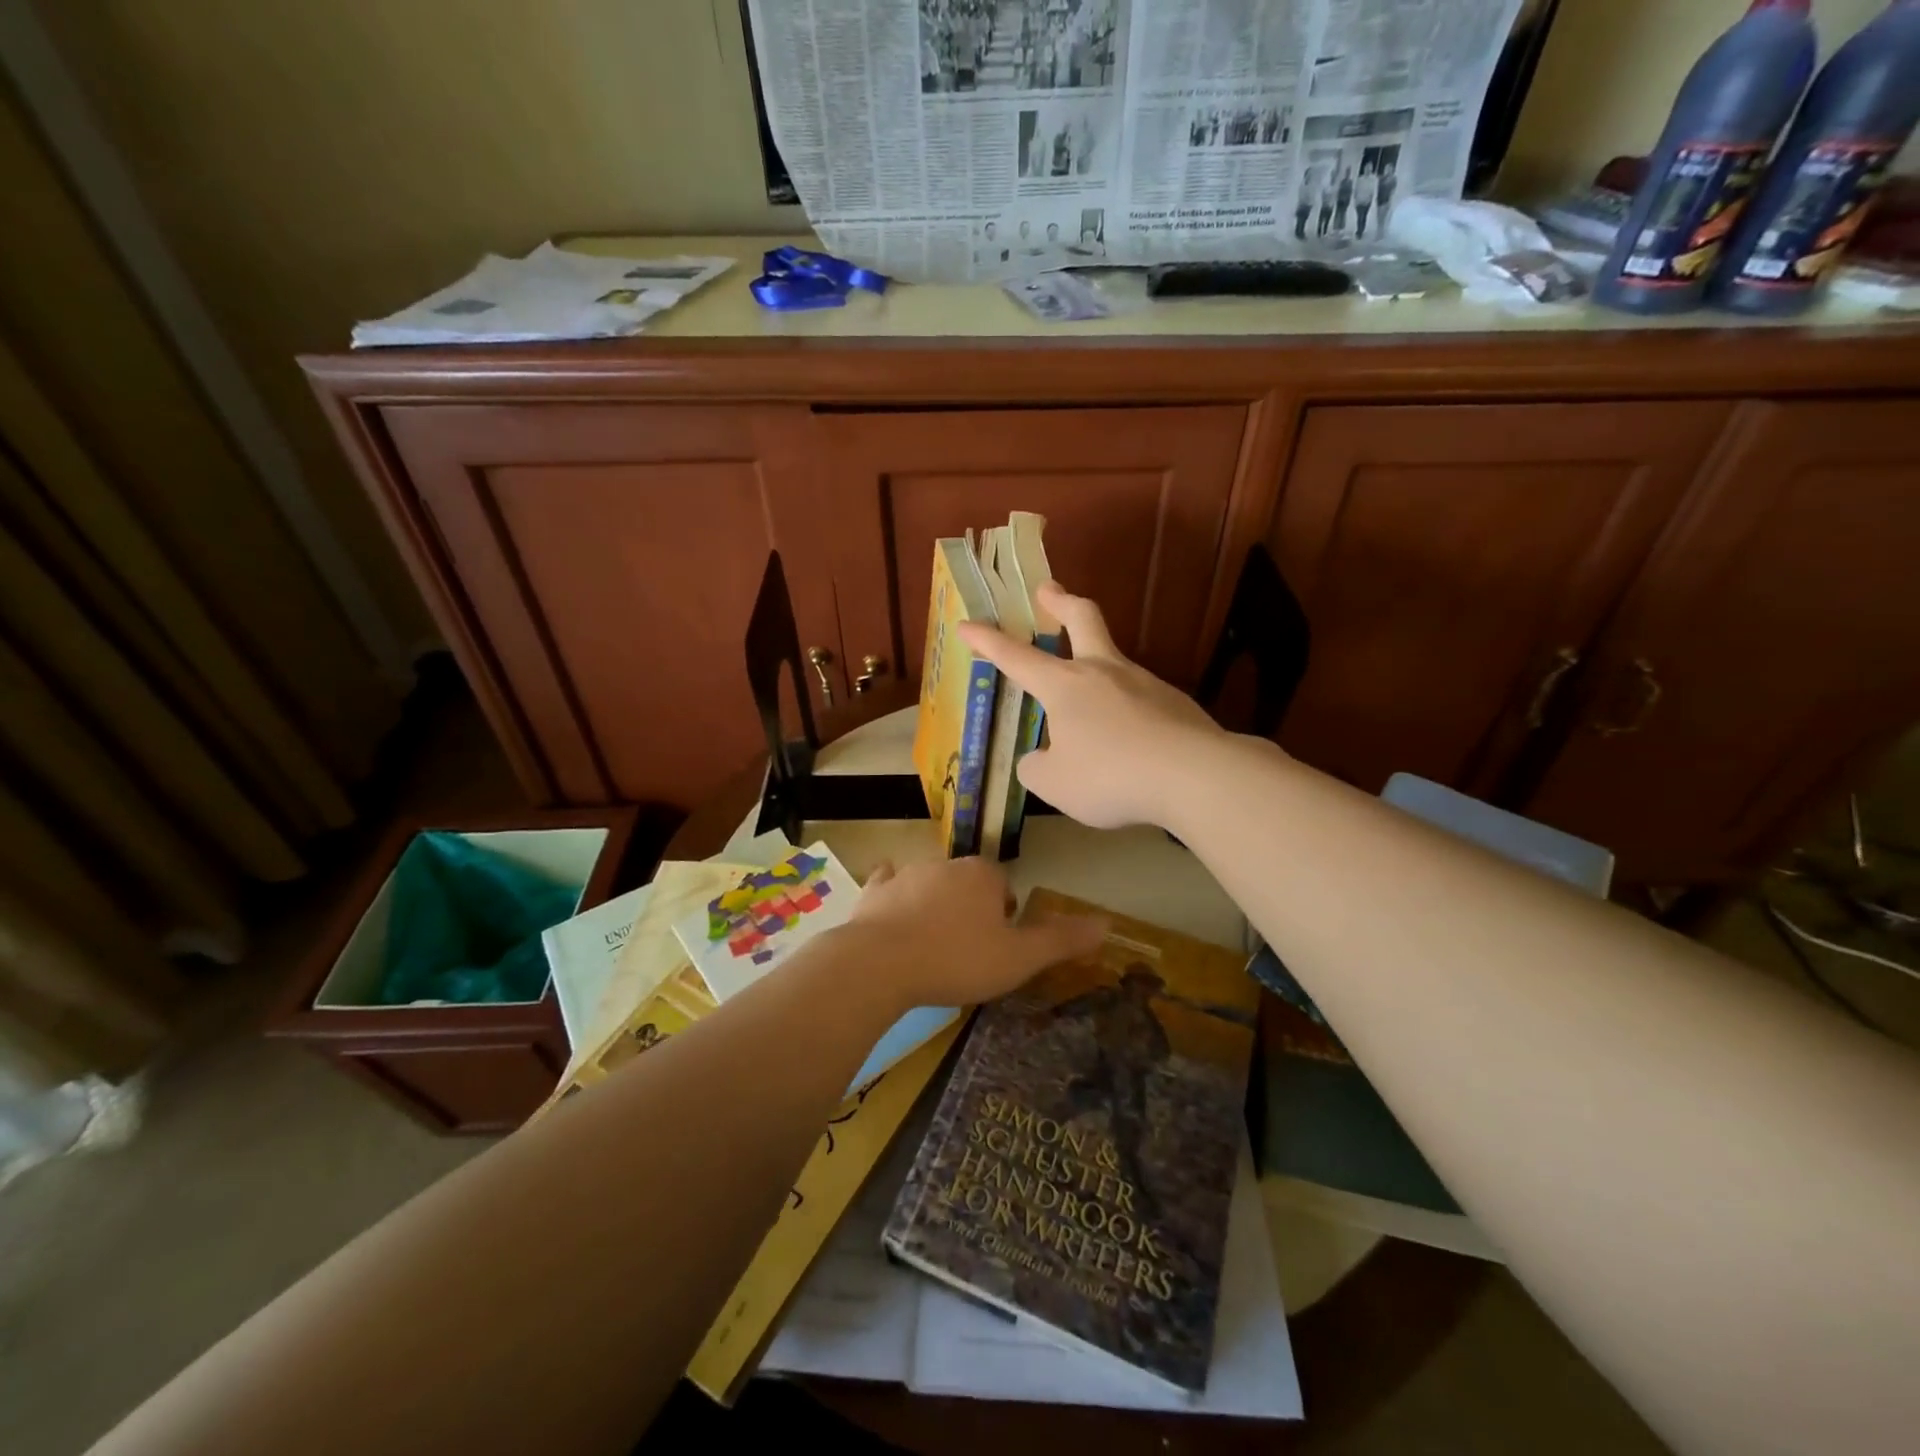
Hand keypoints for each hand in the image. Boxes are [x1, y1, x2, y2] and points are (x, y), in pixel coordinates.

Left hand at [838, 857, 1105, 1008]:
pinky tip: (892, 911)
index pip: (1003, 884)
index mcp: (983, 874)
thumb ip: (1061, 940)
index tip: (1000, 944)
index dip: (1005, 913)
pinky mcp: (875, 891)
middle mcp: (946, 864)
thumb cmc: (957, 960)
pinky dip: (893, 895)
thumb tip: (1107, 923)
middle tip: (969, 950)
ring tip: (934, 946)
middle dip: (971, 908)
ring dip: (935, 905)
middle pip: (967, 882)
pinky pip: (888, 884)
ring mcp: (906, 874)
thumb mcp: (1019, 958)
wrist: (882, 964)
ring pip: (930, 883)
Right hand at [958, 581, 1226, 829]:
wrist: (1195, 776)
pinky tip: (1130, 744)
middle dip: (1061, 601)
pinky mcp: (1174, 703)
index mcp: (1065, 685)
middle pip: (1083, 619)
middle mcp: (1104, 672)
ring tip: (1090, 721)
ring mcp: (1144, 683)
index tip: (968, 624)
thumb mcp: (1056, 784)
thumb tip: (1040, 759)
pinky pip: (1139, 701)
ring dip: (1096, 670)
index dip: (988, 641)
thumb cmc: (1111, 776)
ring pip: (1113, 664)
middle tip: (1048, 589)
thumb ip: (1037, 768)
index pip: (1016, 656)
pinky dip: (1126, 712)